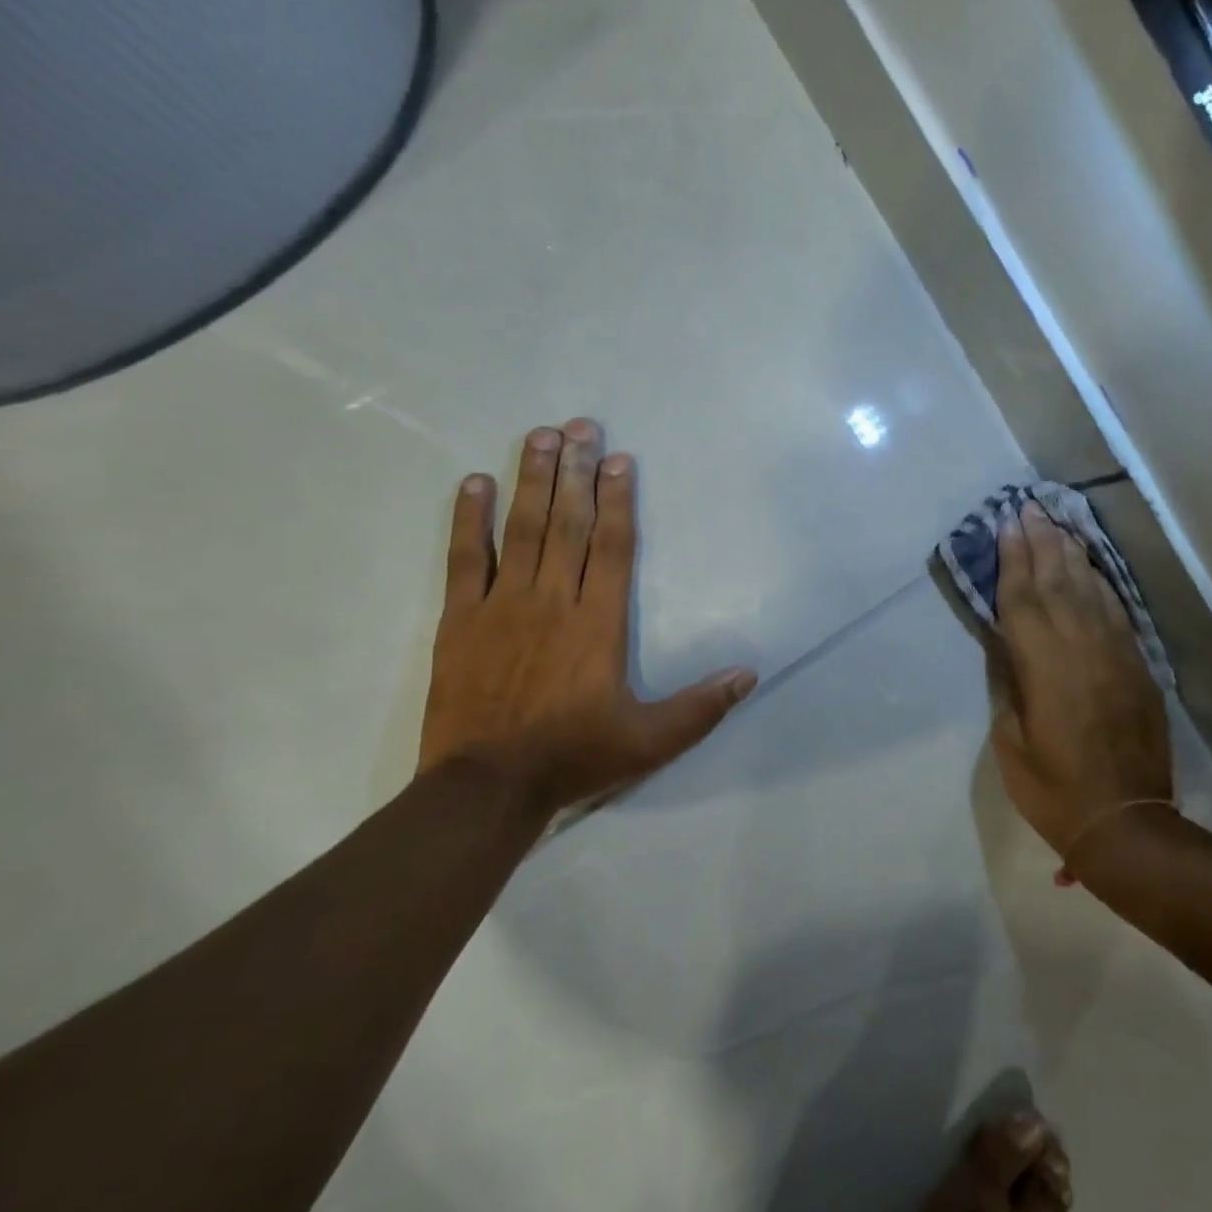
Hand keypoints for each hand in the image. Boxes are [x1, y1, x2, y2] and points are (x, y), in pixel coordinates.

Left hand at [418, 419, 756, 822]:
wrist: (486, 787)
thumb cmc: (574, 756)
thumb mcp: (650, 741)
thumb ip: (700, 707)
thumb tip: (750, 674)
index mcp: (598, 623)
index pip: (613, 547)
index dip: (618, 500)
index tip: (618, 459)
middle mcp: (553, 600)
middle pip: (569, 523)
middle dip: (575, 471)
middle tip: (579, 424)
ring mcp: (503, 605)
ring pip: (522, 529)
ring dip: (531, 480)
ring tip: (539, 436)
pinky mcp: (461, 620)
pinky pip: (465, 559)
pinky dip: (469, 519)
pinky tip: (474, 483)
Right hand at [990, 502, 1172, 872]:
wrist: (1126, 820)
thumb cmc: (1054, 788)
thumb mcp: (1012, 741)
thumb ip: (1010, 685)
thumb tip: (1009, 648)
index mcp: (1043, 666)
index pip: (1023, 598)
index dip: (1013, 559)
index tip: (1007, 524)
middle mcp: (1081, 647)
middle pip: (1058, 582)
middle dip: (1041, 542)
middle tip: (1030, 507)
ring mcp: (1115, 653)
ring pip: (1090, 590)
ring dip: (1071, 554)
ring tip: (1057, 524)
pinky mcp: (1137, 666)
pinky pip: (1118, 612)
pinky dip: (1102, 585)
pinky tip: (1092, 569)